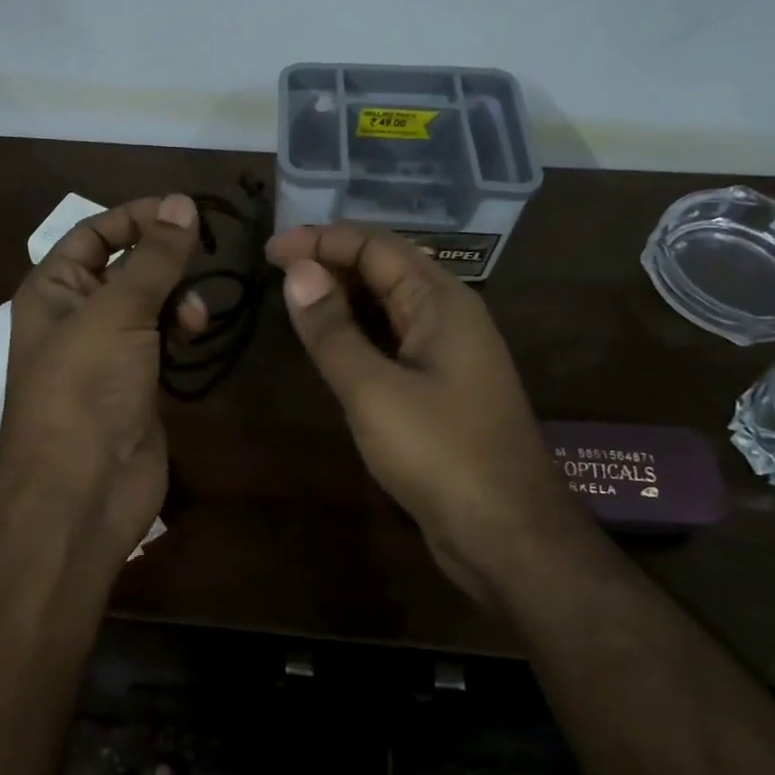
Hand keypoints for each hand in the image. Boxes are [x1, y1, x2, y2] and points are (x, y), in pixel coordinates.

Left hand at [0, 195, 205, 570]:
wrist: (82, 489)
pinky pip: (162, 342)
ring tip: (196, 315)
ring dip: (177, 298)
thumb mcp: (117, 311)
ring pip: (149, 305)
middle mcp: (77, 316)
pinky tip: (197, 334)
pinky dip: (181, 332)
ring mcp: (108, 354)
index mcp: (53, 290)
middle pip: (125, 267)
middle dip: (163, 259)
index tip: (186, 211)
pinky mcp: (137, 385)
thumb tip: (182, 203)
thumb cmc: (86, 388)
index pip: (93, 233)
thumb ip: (153, 258)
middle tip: (205, 255)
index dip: (136, 217)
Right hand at [265, 223, 578, 600]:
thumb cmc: (440, 453)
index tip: (269, 250)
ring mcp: (447, 355)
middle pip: (385, 269)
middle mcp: (449, 317)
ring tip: (291, 299)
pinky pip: (392, 342)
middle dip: (331, 262)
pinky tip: (327, 344)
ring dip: (342, 297)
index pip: (376, 246)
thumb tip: (296, 271)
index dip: (321, 240)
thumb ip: (332, 330)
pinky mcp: (439, 389)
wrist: (506, 534)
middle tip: (273, 271)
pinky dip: (356, 333)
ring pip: (388, 307)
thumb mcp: (373, 390)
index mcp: (442, 302)